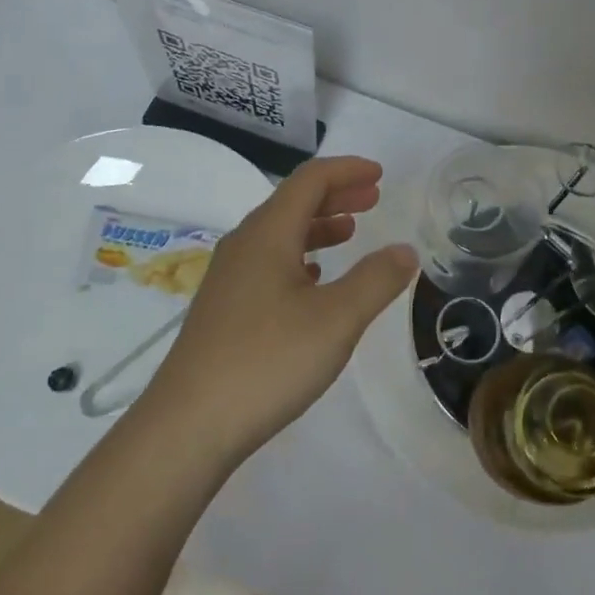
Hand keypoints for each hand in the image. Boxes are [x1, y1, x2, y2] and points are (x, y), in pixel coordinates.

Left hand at [144, 156, 418, 459]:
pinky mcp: (224, 307)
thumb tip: (405, 250)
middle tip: (372, 198)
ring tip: (350, 233)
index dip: (347, 170)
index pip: (310, 180)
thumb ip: (376, 280)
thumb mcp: (336, 320)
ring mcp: (229, 276)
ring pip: (279, 234)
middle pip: (293, 202)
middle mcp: (244, 244)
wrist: (188, 424)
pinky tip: (313, 280)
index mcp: (268, 233)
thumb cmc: (267, 361)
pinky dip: (299, 257)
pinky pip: (267, 262)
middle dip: (335, 195)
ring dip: (318, 226)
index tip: (380, 175)